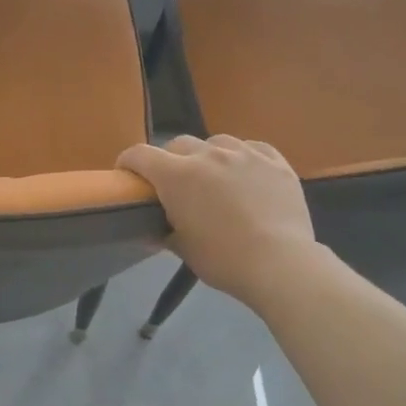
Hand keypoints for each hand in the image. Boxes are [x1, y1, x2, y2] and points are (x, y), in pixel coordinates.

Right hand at [117, 135, 324, 304]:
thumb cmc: (223, 259)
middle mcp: (208, 155)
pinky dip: (242, 156)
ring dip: (207, 155)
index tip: (126, 175)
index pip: (140, 155)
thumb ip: (164, 232)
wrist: (279, 263)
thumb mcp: (183, 249)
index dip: (128, 162)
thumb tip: (150, 231)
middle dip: (170, 160)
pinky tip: (245, 172)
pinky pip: (252, 148)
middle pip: (178, 144)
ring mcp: (245, 154)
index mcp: (178, 176)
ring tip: (213, 176)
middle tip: (174, 184)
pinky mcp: (276, 161)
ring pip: (216, 142)